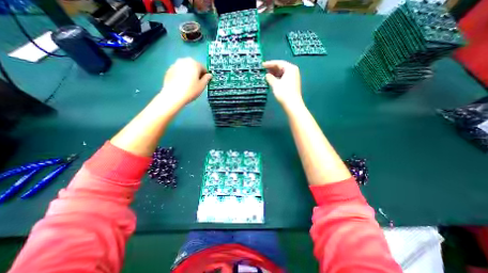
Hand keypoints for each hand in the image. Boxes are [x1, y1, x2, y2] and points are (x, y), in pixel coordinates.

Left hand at [161, 56, 211, 107]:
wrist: (173, 95)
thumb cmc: (191, 90)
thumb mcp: (202, 86)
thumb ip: (207, 79)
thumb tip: (209, 75)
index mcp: (194, 63)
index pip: (203, 68)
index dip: (205, 75)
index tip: (205, 82)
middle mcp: (184, 60)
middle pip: (194, 66)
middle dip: (196, 73)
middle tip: (197, 83)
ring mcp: (175, 64)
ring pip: (186, 68)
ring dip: (189, 74)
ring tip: (189, 84)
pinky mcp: (169, 70)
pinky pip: (179, 71)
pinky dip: (181, 75)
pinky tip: (181, 84)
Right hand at [263, 59, 301, 109]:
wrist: (292, 104)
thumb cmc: (283, 92)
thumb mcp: (275, 84)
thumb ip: (270, 78)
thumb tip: (267, 75)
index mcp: (290, 68)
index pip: (279, 63)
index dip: (270, 63)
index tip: (262, 65)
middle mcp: (293, 71)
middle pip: (281, 67)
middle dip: (272, 68)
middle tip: (264, 70)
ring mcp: (293, 77)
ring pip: (283, 72)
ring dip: (275, 73)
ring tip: (267, 75)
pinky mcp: (292, 83)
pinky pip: (284, 77)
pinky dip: (278, 77)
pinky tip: (273, 80)